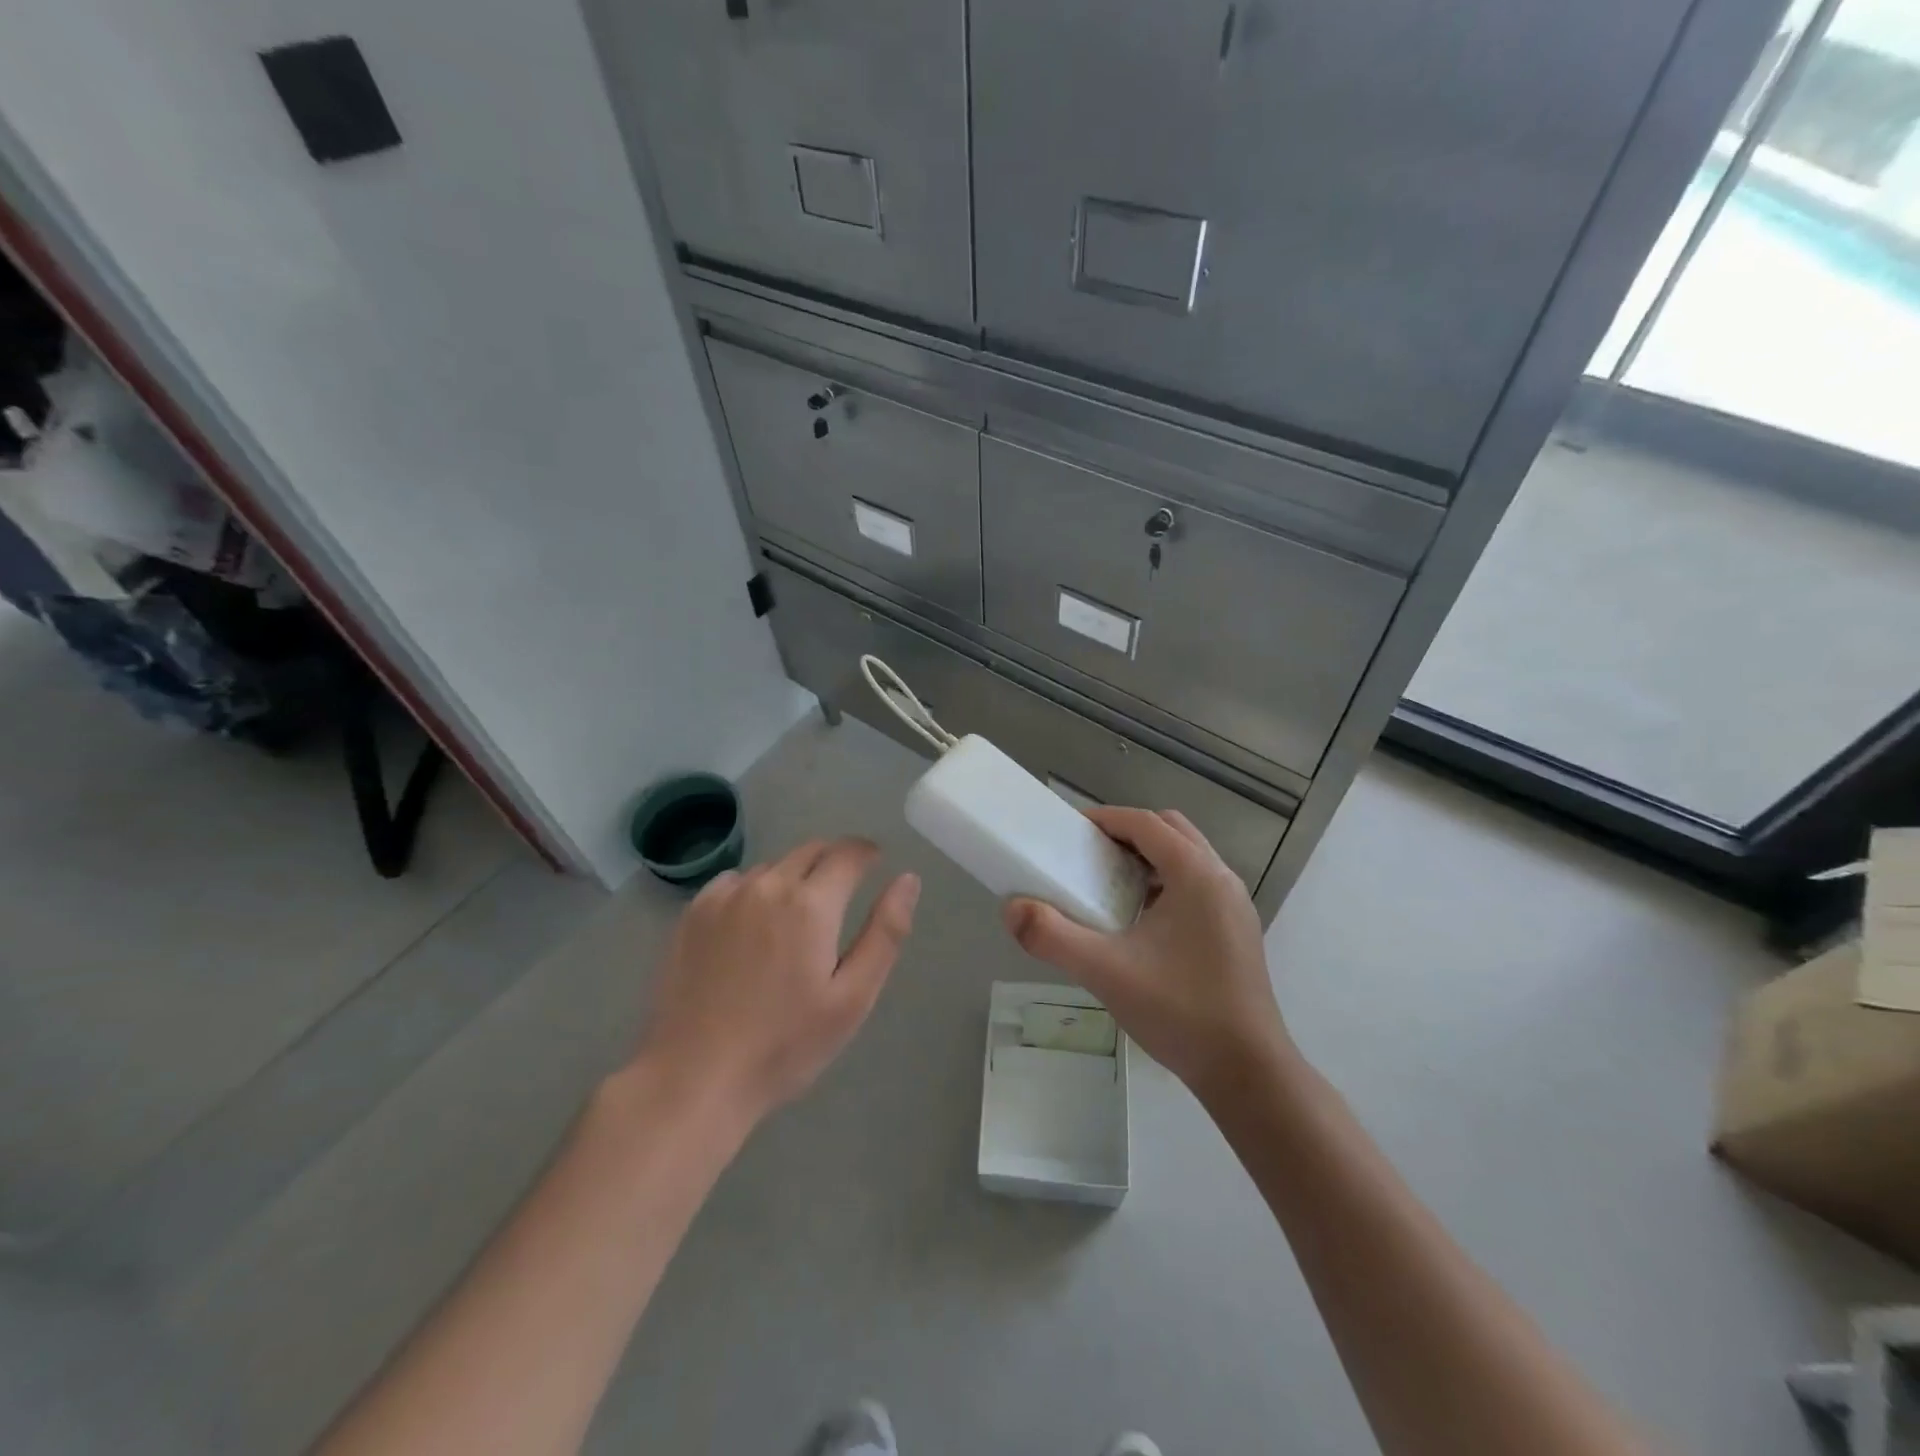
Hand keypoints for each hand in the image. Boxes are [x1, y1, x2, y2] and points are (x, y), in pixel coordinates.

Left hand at [636, 838, 919, 1124]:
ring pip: (773, 867)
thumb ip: (886, 932)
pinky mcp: (694, 913)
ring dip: (794, 876)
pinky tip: (752, 926)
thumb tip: (908, 879)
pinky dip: (754, 889)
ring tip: (796, 917)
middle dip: (834, 860)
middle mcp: (767, 885)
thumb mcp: (853, 997)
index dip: (867, 853)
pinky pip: (735, 881)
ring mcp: (725, 896)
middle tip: (842, 891)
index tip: (875, 861)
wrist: (695, 1076)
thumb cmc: (785, 1045)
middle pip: (810, 851)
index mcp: (811, 905)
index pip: (848, 853)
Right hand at [1004, 807, 1289, 1101]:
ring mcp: (1235, 905)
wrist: (1247, 1071)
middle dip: (1129, 832)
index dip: (1106, 819)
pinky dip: (1168, 882)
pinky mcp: (1238, 930)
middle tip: (1091, 855)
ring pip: (1188, 857)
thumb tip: (1010, 909)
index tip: (1070, 830)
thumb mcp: (1105, 971)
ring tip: (1111, 885)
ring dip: (1150, 857)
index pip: (1146, 823)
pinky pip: (1199, 884)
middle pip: (1171, 830)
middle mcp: (1221, 878)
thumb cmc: (1179, 1011)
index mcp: (1196, 874)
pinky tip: (1142, 922)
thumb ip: (1052, 936)